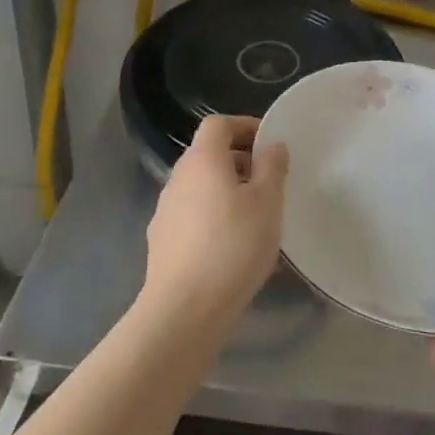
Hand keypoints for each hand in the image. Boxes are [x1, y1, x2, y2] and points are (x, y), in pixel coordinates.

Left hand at [141, 115, 288, 333]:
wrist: (184, 310)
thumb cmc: (233, 245)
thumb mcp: (268, 202)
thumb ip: (272, 167)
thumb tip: (272, 145)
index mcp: (202, 159)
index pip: (218, 124)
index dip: (244, 126)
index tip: (269, 144)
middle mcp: (178, 178)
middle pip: (208, 155)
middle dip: (240, 161)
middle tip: (269, 182)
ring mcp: (165, 211)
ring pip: (200, 187)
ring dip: (227, 190)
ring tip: (255, 216)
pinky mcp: (162, 242)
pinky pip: (193, 215)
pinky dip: (213, 217)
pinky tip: (232, 245)